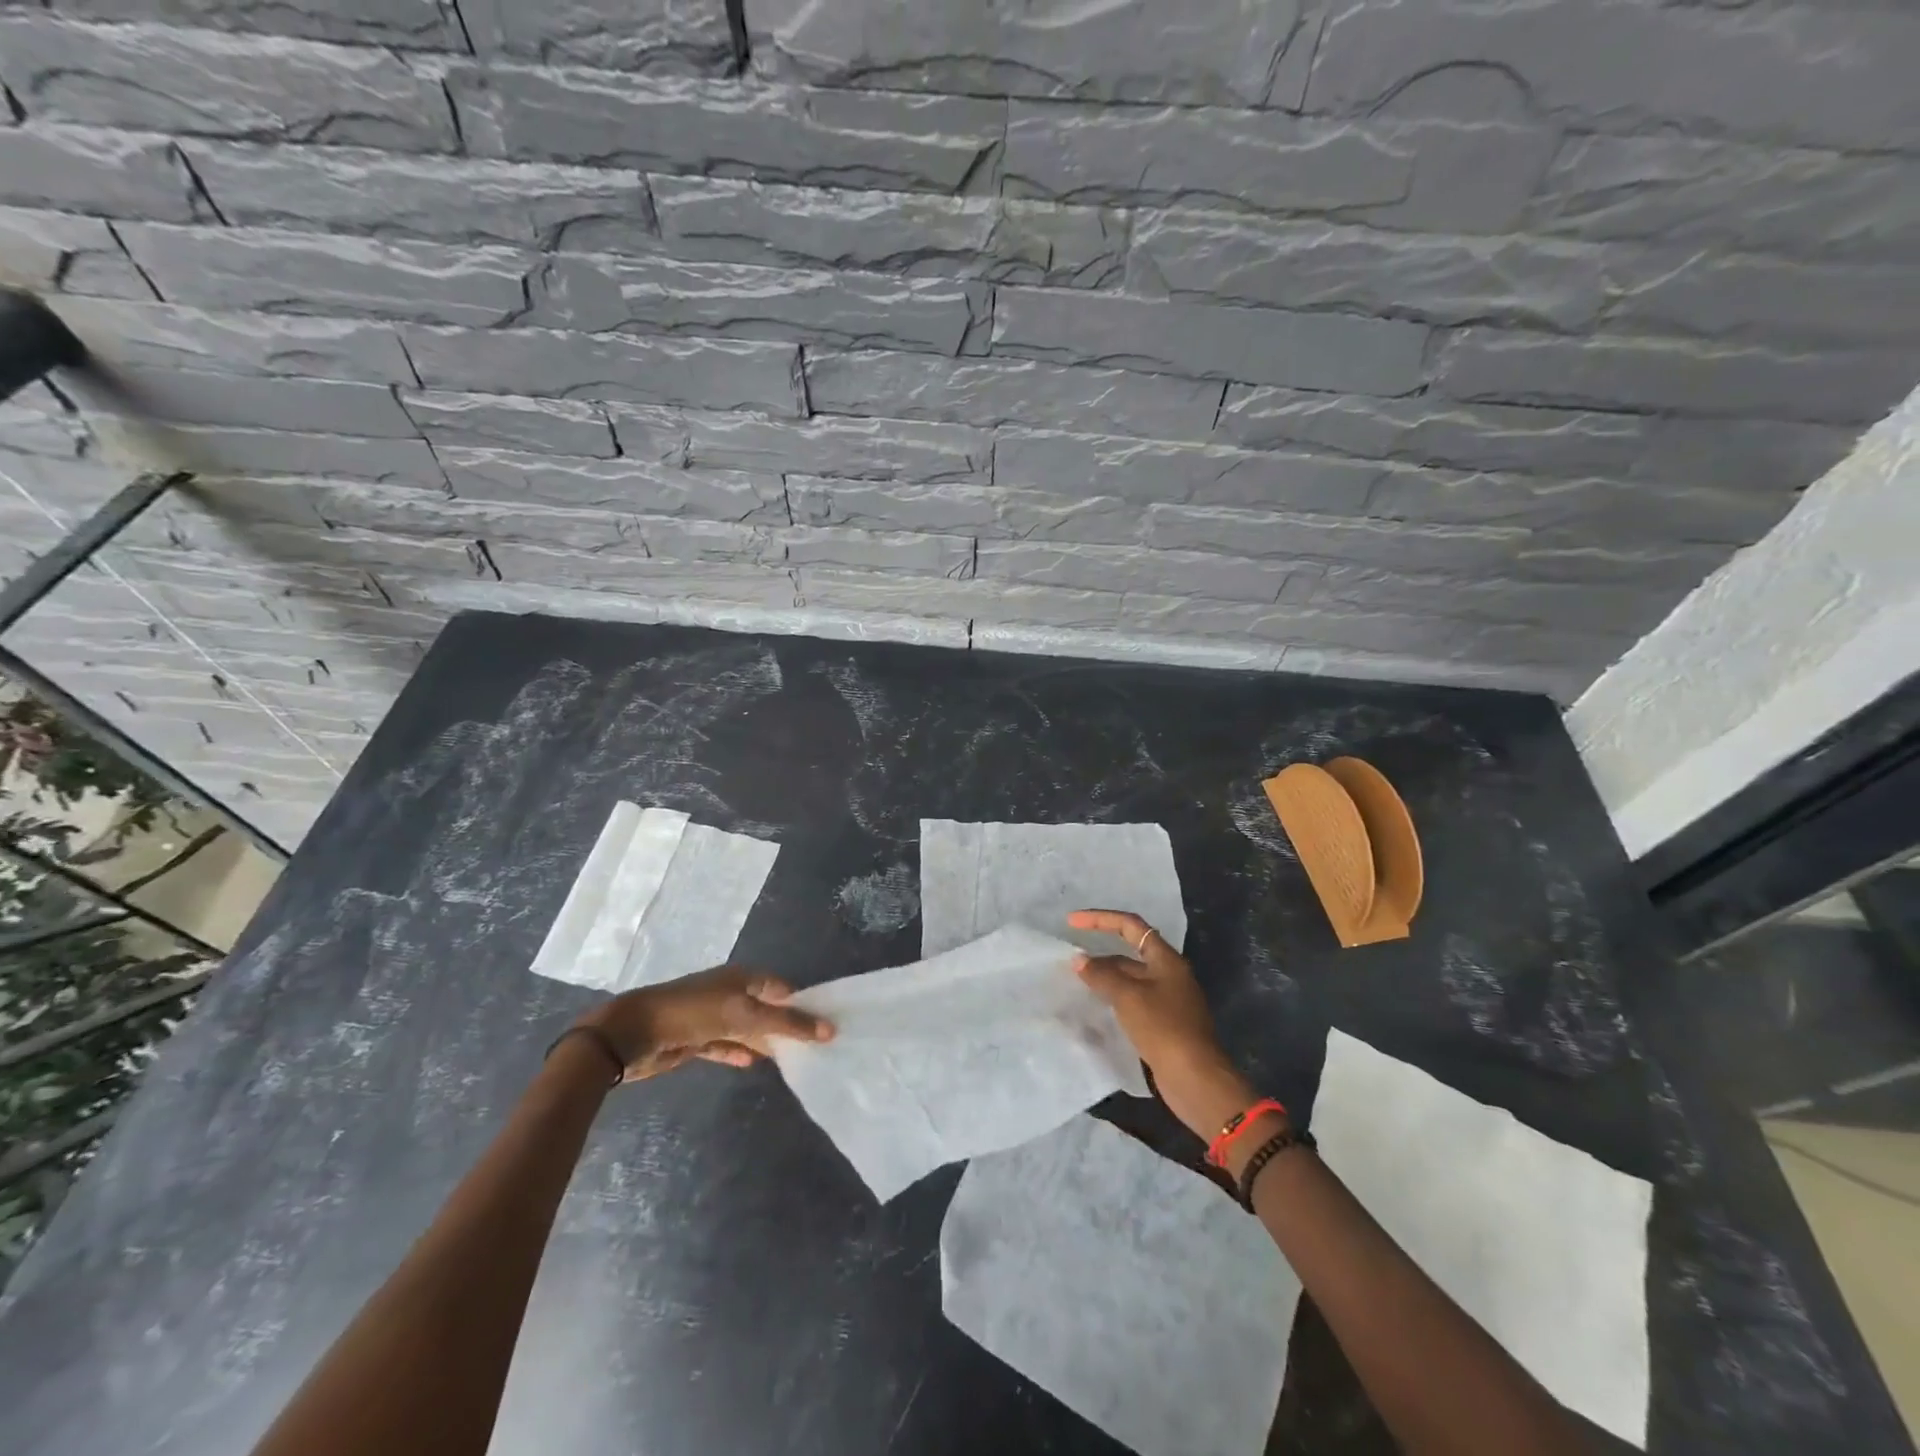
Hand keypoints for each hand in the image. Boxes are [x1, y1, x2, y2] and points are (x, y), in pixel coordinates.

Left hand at [576, 966, 833, 1080]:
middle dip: (786, 1027)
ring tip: (791, 1061)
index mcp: (743, 977)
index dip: (804, 1005)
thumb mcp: (746, 1014)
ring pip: (747, 1030)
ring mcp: (712, 1016)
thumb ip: (787, 1024)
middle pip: (766, 1010)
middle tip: (813, 1049)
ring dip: (764, 1043)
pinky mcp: (695, 1039)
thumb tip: (830, 1030)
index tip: (826, 1026)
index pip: (783, 989)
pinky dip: (738, 1053)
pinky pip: (725, 1045)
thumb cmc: (695, 1012)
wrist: (635, 1032)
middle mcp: (730, 992)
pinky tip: (752, 1064)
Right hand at [1068, 909, 1256, 1140]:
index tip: (1071, 921)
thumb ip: (1102, 975)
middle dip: (1100, 953)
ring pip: (1130, 979)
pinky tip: (1096, 1007)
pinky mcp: (1164, 1023)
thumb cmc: (1164, 1028)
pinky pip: (1133, 1001)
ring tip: (1077, 982)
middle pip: (1130, 952)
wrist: (1196, 1079)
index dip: (1100, 919)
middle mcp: (1169, 974)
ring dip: (1105, 977)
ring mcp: (1168, 1000)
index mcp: (1166, 959)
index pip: (1130, 925)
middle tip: (1071, 961)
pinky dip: (1113, 998)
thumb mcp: (1128, 997)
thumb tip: (1079, 960)